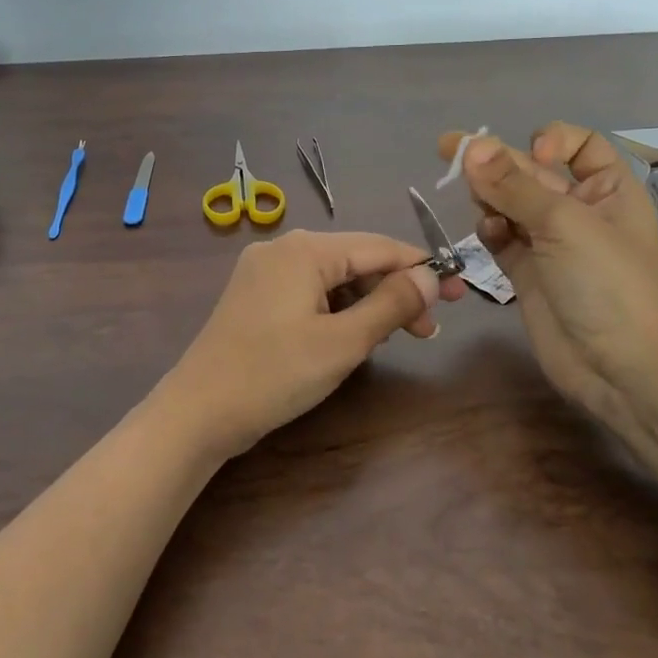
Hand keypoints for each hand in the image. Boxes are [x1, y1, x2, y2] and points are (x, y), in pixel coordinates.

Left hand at [154, 231, 465, 461]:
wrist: (199, 411)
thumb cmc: (274, 374)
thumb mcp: (343, 342)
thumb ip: (390, 304)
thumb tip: (429, 277)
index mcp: (303, 250)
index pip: (377, 247)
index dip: (421, 268)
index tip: (458, 292)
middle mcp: (281, 249)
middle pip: (354, 260)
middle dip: (393, 291)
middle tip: (428, 330)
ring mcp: (262, 272)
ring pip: (332, 278)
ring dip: (366, 304)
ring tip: (394, 338)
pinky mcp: (254, 296)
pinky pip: (308, 292)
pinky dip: (337, 310)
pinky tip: (352, 336)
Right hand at [441, 125, 657, 431]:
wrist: (619, 368)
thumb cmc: (606, 284)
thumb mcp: (564, 224)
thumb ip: (513, 185)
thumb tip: (472, 147)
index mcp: (609, 191)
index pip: (580, 147)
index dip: (552, 142)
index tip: (531, 154)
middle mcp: (580, 212)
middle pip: (533, 173)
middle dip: (498, 162)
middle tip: (448, 150)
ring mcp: (552, 244)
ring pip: (511, 204)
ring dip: (490, 195)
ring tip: (473, 196)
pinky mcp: (528, 273)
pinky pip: (502, 238)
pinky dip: (490, 230)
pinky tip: (487, 232)